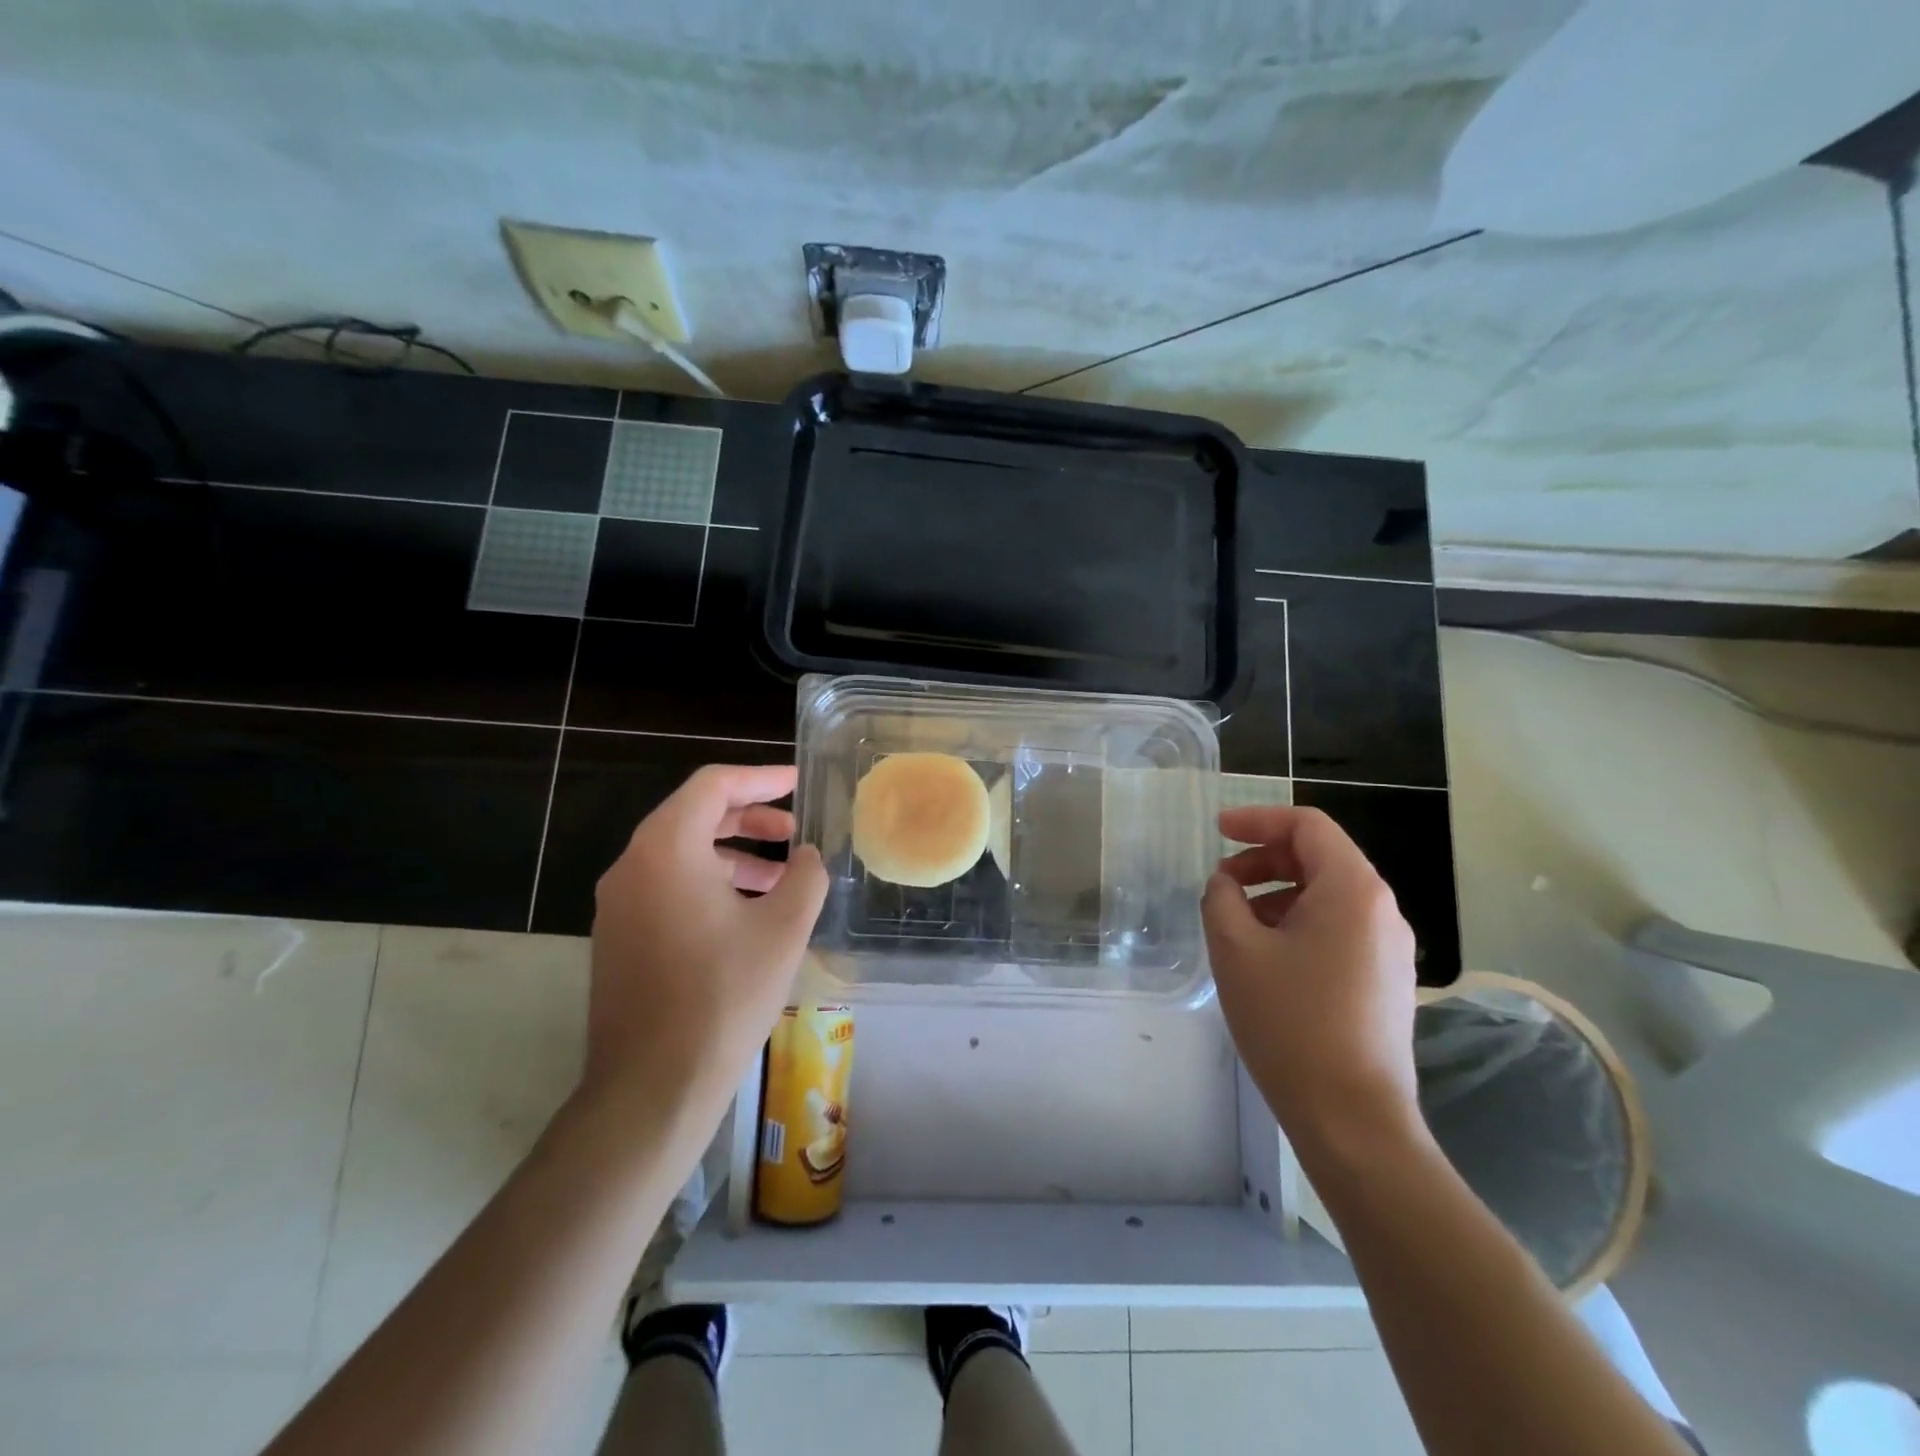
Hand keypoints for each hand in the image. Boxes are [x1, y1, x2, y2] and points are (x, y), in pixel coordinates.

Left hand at [586, 764, 828, 1118]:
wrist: (652, 1087)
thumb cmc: (724, 995)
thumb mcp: (784, 928)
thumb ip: (805, 876)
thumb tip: (807, 857)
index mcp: (666, 849)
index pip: (712, 785)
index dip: (760, 778)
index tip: (796, 783)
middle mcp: (632, 866)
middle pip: (693, 816)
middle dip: (748, 817)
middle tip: (792, 830)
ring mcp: (618, 905)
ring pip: (680, 855)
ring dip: (732, 854)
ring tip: (780, 878)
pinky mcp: (618, 938)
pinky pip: (667, 887)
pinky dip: (709, 883)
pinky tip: (746, 914)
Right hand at [1202, 806, 1421, 1154]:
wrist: (1353, 1119)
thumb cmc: (1291, 1023)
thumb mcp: (1236, 950)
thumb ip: (1222, 898)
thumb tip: (1227, 884)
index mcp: (1353, 890)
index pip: (1307, 826)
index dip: (1257, 820)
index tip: (1217, 831)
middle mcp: (1382, 910)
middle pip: (1320, 858)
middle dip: (1264, 860)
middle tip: (1222, 882)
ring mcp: (1390, 948)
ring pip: (1328, 896)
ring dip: (1278, 894)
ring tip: (1236, 924)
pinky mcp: (1386, 980)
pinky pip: (1339, 929)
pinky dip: (1298, 923)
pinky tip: (1267, 957)